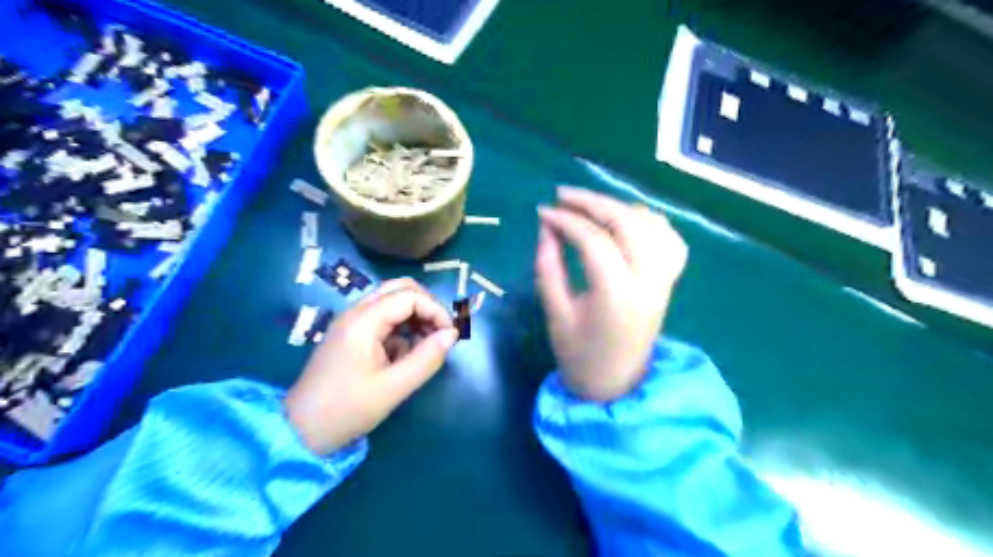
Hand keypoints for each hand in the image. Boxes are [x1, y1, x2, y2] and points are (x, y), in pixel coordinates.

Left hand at [285, 278, 459, 455]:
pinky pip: (384, 318)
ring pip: (392, 301)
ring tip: (427, 345)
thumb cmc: (347, 409)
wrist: (301, 431)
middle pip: (400, 289)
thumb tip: (452, 335)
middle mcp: (356, 312)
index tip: (450, 335)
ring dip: (415, 316)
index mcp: (363, 321)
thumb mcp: (394, 387)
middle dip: (426, 306)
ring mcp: (352, 322)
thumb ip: (427, 358)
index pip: (409, 296)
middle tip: (440, 333)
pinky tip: (407, 354)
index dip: (435, 310)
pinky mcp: (351, 335)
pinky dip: (402, 328)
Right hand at [536, 184, 691, 399]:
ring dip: (619, 207)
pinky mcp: (669, 281)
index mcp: (617, 296)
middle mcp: (648, 282)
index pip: (594, 241)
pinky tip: (624, 219)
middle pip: (627, 223)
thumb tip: (546, 226)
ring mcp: (664, 280)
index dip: (567, 221)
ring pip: (651, 224)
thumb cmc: (579, 355)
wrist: (617, 384)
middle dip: (593, 202)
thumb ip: (548, 266)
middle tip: (562, 195)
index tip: (543, 212)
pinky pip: (668, 238)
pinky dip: (647, 220)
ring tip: (588, 205)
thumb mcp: (555, 312)